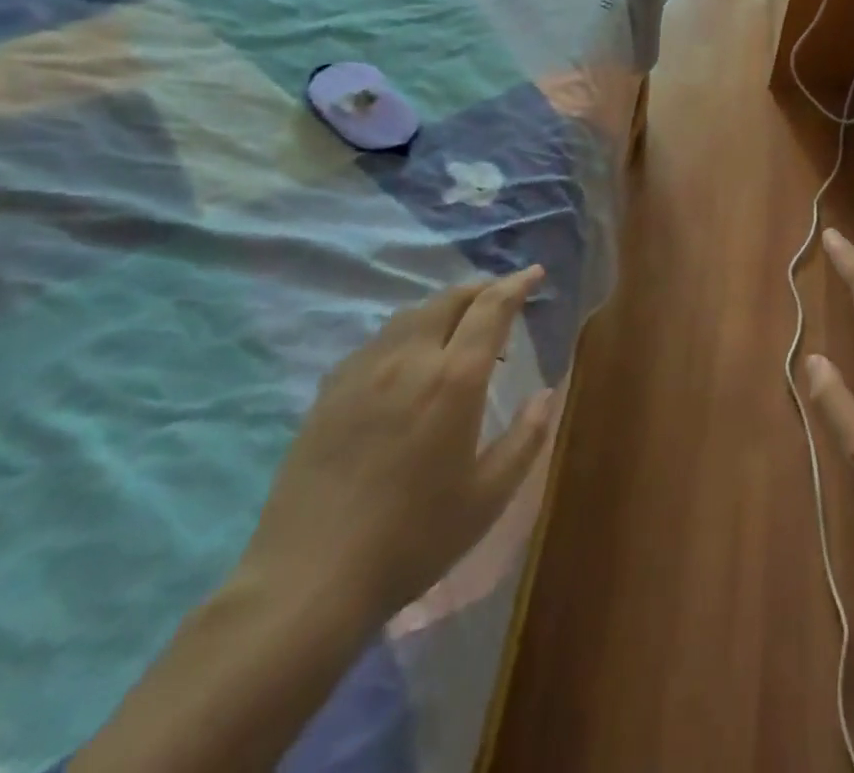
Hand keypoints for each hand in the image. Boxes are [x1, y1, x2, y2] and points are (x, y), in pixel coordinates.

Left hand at [242, 268, 554, 624]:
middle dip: (481, 289)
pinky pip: (378, 341)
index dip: (516, 285)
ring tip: (459, 327)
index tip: (534, 274)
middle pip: (449, 299)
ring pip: (411, 315)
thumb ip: (526, 439)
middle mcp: (410, 360)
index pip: (491, 308)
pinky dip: (407, 332)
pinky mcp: (330, 391)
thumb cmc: (412, 539)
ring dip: (444, 308)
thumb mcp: (487, 498)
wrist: (308, 581)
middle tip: (502, 296)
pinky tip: (408, 361)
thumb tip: (545, 394)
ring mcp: (364, 371)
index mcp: (455, 379)